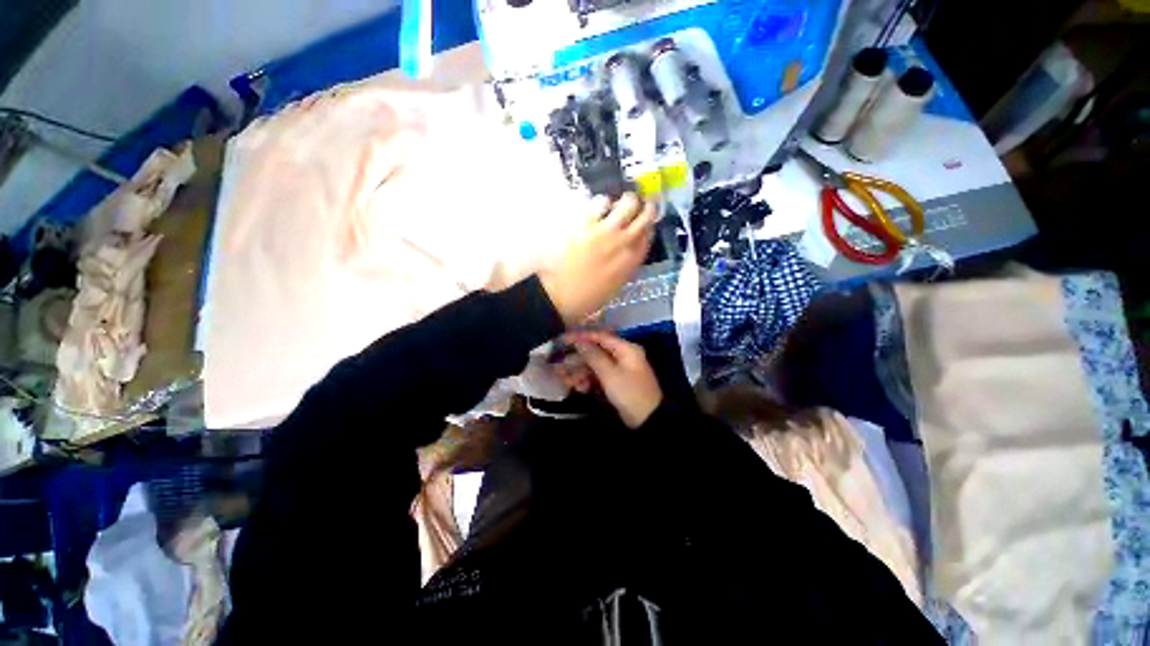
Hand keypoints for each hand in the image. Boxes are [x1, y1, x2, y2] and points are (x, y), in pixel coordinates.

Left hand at [539, 193, 655, 323]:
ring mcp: (606, 231)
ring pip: (628, 203)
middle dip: (644, 207)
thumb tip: (629, 249)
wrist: (562, 295)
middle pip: (645, 215)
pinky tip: (599, 207)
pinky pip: (601, 202)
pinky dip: (603, 203)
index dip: (648, 225)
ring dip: (626, 201)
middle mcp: (625, 242)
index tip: (645, 221)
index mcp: (633, 260)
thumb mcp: (616, 285)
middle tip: (638, 204)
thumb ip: (626, 264)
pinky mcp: (587, 223)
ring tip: (618, 204)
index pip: (649, 234)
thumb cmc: (590, 296)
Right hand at [566, 331, 662, 427]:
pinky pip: (600, 376)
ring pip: (596, 365)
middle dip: (578, 360)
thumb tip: (580, 342)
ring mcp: (620, 369)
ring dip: (581, 372)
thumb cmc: (629, 393)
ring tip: (568, 381)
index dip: (581, 337)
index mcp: (625, 349)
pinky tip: (581, 388)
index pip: (600, 337)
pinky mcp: (617, 382)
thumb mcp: (609, 374)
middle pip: (596, 352)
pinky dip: (590, 381)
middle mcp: (623, 355)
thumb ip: (593, 356)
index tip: (564, 339)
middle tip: (561, 365)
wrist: (648, 420)